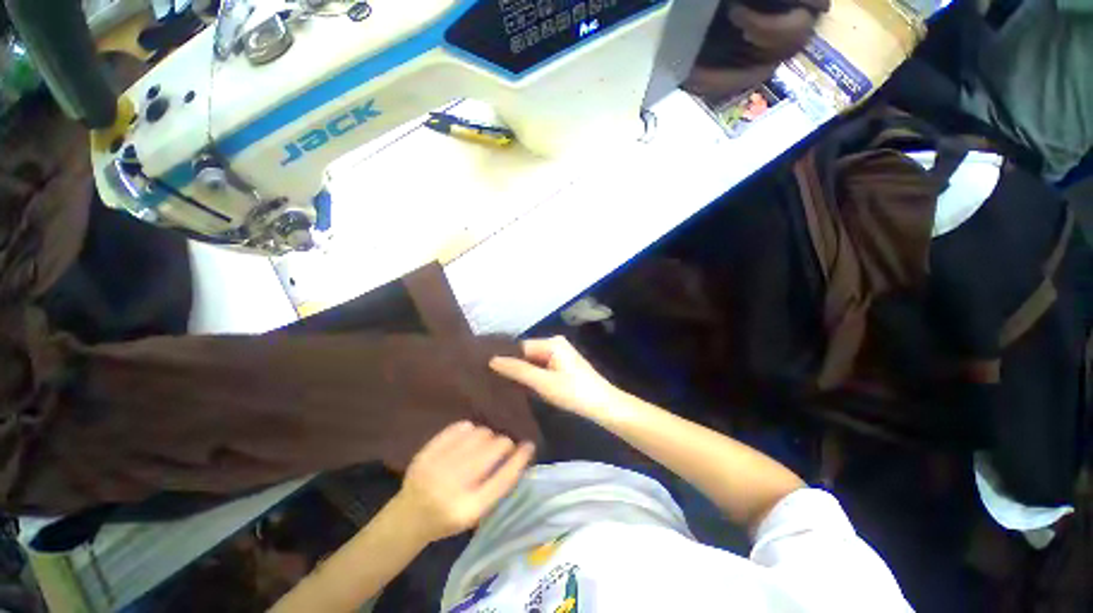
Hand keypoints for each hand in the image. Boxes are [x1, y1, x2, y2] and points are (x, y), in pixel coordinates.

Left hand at [393, 421, 534, 542]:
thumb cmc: (448, 519)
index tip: (529, 445)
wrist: (408, 518)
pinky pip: (457, 429)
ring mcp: (437, 468)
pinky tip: (470, 435)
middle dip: (504, 443)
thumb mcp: (475, 514)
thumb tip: (518, 456)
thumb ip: (495, 488)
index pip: (503, 479)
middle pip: (491, 451)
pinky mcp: (426, 453)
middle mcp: (453, 487)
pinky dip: (469, 428)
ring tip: (486, 442)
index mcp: (469, 509)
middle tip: (505, 445)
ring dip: (488, 435)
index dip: (520, 459)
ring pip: (477, 436)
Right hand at [489, 336, 620, 421]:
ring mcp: (560, 354)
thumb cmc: (574, 393)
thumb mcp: (543, 383)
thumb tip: (492, 360)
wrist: (604, 405)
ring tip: (501, 383)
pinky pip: (541, 366)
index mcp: (552, 342)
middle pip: (527, 353)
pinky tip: (521, 385)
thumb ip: (518, 370)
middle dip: (514, 366)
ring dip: (522, 372)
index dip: (506, 358)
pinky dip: (533, 375)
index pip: (520, 347)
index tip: (486, 370)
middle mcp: (555, 343)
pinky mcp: (563, 364)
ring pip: (533, 361)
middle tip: (492, 380)